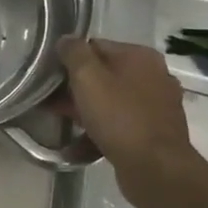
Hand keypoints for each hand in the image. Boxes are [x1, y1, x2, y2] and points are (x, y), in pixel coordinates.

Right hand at [53, 37, 195, 181]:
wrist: (155, 168)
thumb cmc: (119, 117)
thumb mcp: (87, 78)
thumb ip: (73, 53)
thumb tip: (66, 39)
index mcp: (141, 56)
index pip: (95, 46)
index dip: (69, 60)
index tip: (50, 77)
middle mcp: (154, 75)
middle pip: (103, 73)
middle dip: (76, 87)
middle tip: (50, 100)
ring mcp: (157, 104)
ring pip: (110, 98)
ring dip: (85, 108)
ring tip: (61, 120)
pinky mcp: (155, 130)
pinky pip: (120, 121)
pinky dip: (101, 126)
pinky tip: (82, 140)